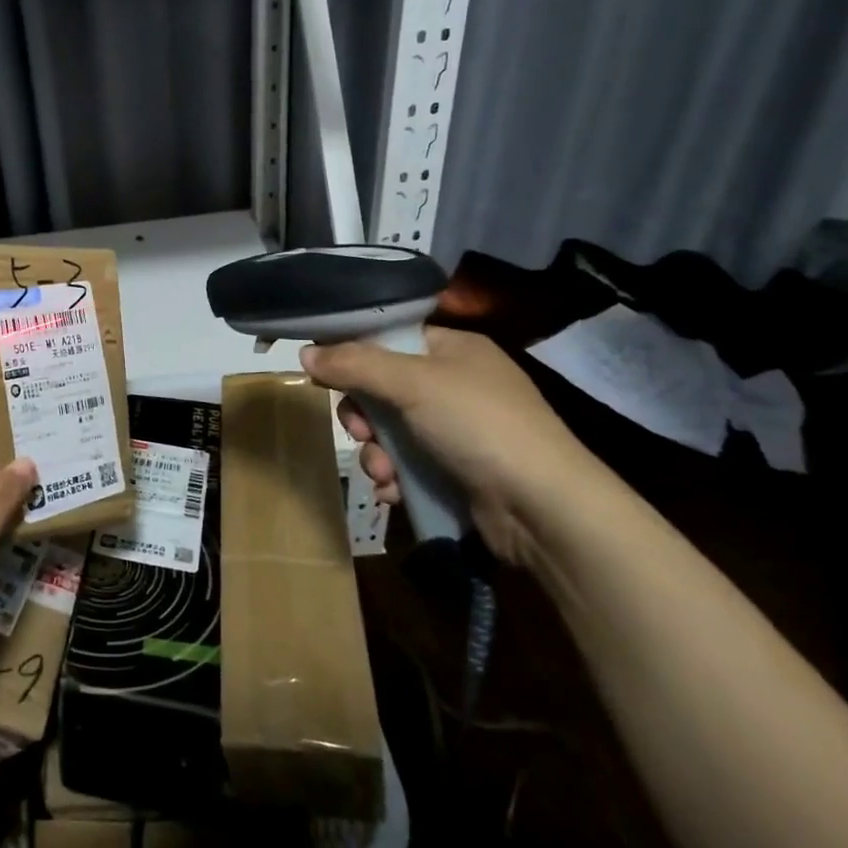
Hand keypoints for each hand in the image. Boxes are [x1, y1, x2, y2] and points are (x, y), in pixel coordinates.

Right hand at [300, 328, 623, 566]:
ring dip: (376, 453)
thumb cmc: (479, 425)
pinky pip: (407, 465)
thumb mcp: (412, 384)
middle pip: (383, 388)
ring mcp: (458, 431)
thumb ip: (355, 364)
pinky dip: (394, 477)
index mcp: (454, 349)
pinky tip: (394, 492)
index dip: (355, 355)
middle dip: (363, 414)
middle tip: (358, 430)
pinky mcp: (457, 471)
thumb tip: (304, 352)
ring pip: (390, 431)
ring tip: (382, 471)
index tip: (326, 374)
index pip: (391, 339)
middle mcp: (456, 385)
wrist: (544, 508)